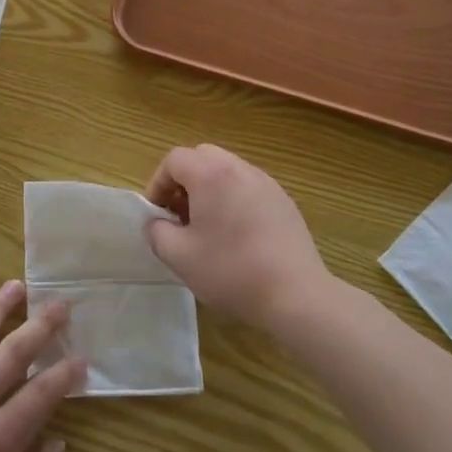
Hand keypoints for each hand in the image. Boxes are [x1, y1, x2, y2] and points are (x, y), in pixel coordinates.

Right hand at [145, 144, 333, 333]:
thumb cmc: (231, 270)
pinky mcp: (284, 201)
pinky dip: (234, 199)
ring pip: (227, 171)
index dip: (158, 183)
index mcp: (211, 174)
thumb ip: (157, 233)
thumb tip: (156, 223)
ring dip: (210, 189)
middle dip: (184, 181)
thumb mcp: (179, 257)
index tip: (157, 213)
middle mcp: (240, 168)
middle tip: (180, 215)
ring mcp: (266, 183)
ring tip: (207, 227)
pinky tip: (237, 236)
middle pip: (202, 158)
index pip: (174, 159)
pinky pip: (249, 187)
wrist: (295, 294)